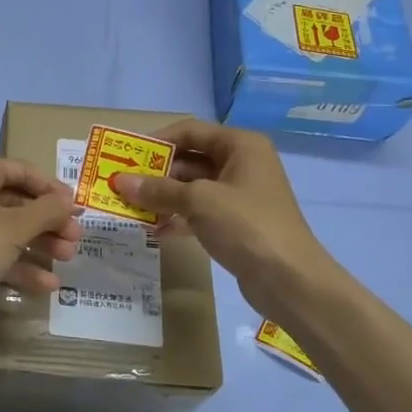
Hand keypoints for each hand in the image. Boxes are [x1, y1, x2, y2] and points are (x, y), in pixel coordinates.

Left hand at [0, 154, 83, 319]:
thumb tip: (69, 200)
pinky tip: (46, 285)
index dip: (54, 190)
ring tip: (67, 260)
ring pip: (8, 229)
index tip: (78, 209)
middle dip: (49, 222)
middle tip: (76, 239)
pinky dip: (18, 264)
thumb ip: (47, 211)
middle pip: (18, 202)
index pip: (24, 171)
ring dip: (39, 244)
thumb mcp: (15, 226)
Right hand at [110, 119, 349, 316]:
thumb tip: (120, 182)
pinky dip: (178, 217)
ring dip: (164, 197)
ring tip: (131, 207)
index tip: (126, 154)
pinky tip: (155, 230)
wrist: (291, 280)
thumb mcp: (198, 201)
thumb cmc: (247, 225)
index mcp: (240, 145)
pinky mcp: (237, 223)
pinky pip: (200, 212)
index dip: (157, 140)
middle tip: (123, 183)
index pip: (190, 131)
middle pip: (190, 159)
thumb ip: (158, 189)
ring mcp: (240, 195)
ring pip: (193, 187)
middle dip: (156, 172)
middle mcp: (242, 163)